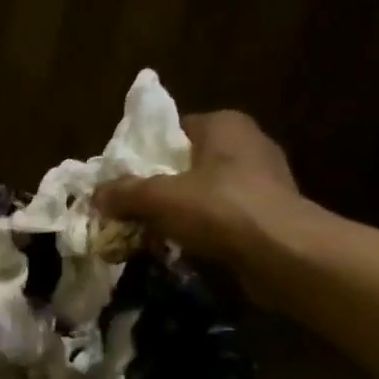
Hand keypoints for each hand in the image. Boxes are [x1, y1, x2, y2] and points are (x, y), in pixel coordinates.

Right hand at [94, 110, 309, 267]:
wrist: (282, 254)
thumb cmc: (220, 209)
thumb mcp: (160, 198)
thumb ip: (125, 193)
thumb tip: (96, 195)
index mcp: (224, 124)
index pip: (174, 130)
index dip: (145, 154)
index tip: (123, 180)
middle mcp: (248, 145)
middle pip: (188, 164)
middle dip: (159, 189)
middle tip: (131, 212)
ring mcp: (264, 181)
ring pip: (205, 194)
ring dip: (180, 214)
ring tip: (151, 236)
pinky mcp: (270, 215)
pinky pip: (223, 219)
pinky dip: (203, 232)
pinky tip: (183, 250)